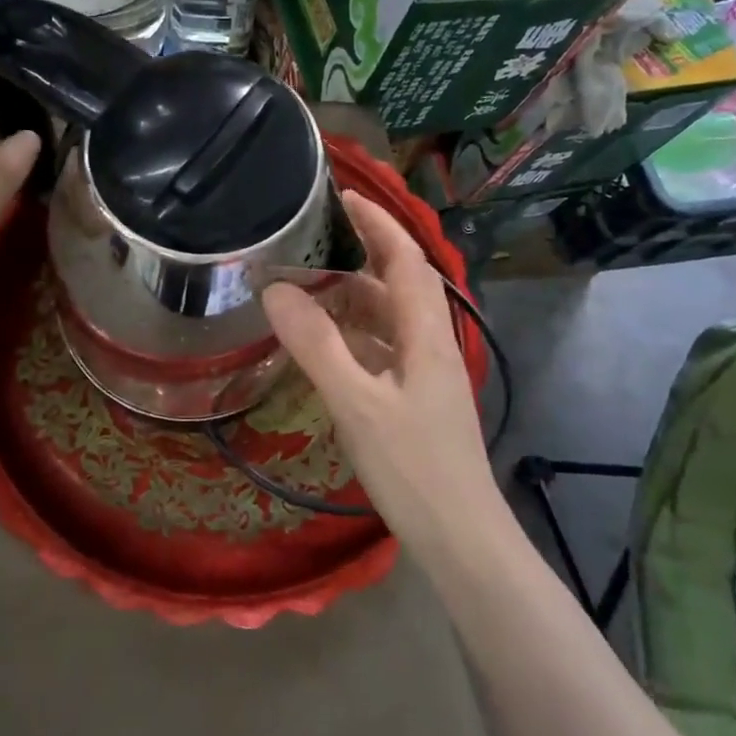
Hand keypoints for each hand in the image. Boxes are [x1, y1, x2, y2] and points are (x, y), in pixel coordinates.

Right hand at [262, 191, 506, 551]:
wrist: (459, 537)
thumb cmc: (412, 467)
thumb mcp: (356, 403)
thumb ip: (316, 345)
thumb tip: (275, 290)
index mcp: (425, 335)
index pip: (406, 259)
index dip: (378, 223)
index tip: (342, 197)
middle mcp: (429, 345)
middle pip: (396, 285)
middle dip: (355, 258)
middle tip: (305, 247)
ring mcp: (423, 375)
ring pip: (386, 320)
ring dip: (348, 300)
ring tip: (301, 291)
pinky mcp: (413, 401)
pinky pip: (379, 350)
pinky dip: (350, 336)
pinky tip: (321, 347)